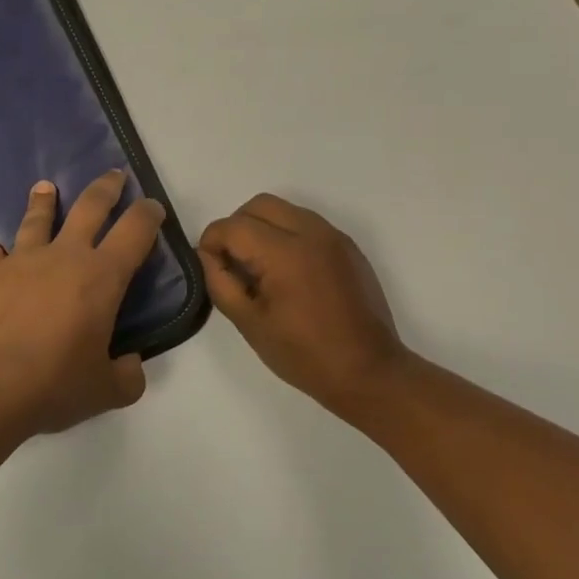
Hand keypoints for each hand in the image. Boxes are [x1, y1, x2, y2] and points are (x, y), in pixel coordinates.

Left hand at [0, 171, 162, 441]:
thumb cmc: (52, 385)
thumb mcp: (104, 391)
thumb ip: (127, 376)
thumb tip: (130, 364)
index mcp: (102, 277)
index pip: (135, 231)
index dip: (149, 214)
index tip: (153, 206)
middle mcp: (65, 256)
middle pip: (90, 207)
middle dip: (106, 187)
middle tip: (114, 175)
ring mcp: (23, 260)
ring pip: (39, 219)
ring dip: (45, 201)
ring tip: (45, 187)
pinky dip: (0, 252)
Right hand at [198, 194, 409, 420]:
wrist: (370, 373)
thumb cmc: (305, 355)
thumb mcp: (251, 324)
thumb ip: (221, 283)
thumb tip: (207, 256)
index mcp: (285, 252)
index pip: (233, 226)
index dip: (212, 242)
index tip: (210, 267)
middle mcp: (311, 232)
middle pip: (258, 205)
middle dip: (236, 227)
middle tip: (233, 263)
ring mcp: (333, 237)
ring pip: (284, 209)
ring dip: (263, 227)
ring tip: (261, 267)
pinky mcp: (348, 246)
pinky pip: (307, 223)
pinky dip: (288, 234)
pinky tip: (288, 272)